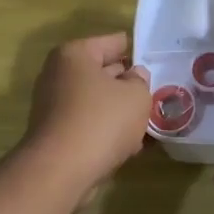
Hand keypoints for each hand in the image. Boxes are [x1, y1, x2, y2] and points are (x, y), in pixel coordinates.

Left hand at [21, 32, 150, 199]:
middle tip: (157, 93)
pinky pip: (89, 124)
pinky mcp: (57, 133)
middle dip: (129, 84)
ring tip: (148, 122)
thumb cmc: (102, 121)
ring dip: (120, 111)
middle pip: (103, 72)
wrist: (61, 171)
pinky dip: (107, 131)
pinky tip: (131, 145)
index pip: (114, 42)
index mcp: (75, 55)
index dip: (138, 52)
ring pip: (98, 101)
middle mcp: (59, 75)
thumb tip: (134, 77)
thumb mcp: (136, 96)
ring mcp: (54, 106)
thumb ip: (140, 81)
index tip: (158, 63)